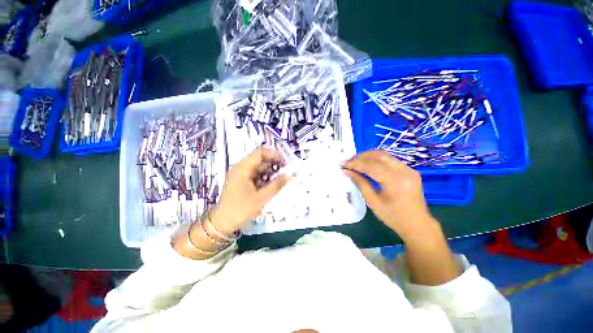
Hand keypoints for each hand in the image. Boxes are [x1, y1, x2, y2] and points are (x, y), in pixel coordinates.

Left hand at [210, 148, 291, 233]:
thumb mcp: (262, 198)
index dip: (274, 154)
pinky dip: (265, 176)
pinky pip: (255, 174)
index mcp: (242, 169)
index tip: (285, 161)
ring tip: (281, 176)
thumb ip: (277, 184)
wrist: (223, 223)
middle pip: (259, 159)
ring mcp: (240, 174)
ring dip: (270, 170)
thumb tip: (290, 173)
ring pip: (258, 167)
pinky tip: (272, 182)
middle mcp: (240, 168)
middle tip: (286, 169)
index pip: (260, 153)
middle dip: (274, 163)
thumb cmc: (241, 210)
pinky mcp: (241, 181)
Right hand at [343, 150, 435, 239]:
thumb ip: (360, 183)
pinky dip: (377, 159)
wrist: (418, 225)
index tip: (343, 164)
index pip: (371, 166)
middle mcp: (404, 171)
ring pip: (385, 155)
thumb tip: (347, 171)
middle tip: (348, 161)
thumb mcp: (373, 202)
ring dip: (368, 156)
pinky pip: (391, 160)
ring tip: (356, 161)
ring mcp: (409, 169)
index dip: (355, 163)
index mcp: (395, 182)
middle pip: (379, 156)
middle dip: (361, 157)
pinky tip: (368, 164)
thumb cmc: (393, 217)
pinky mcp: (410, 170)